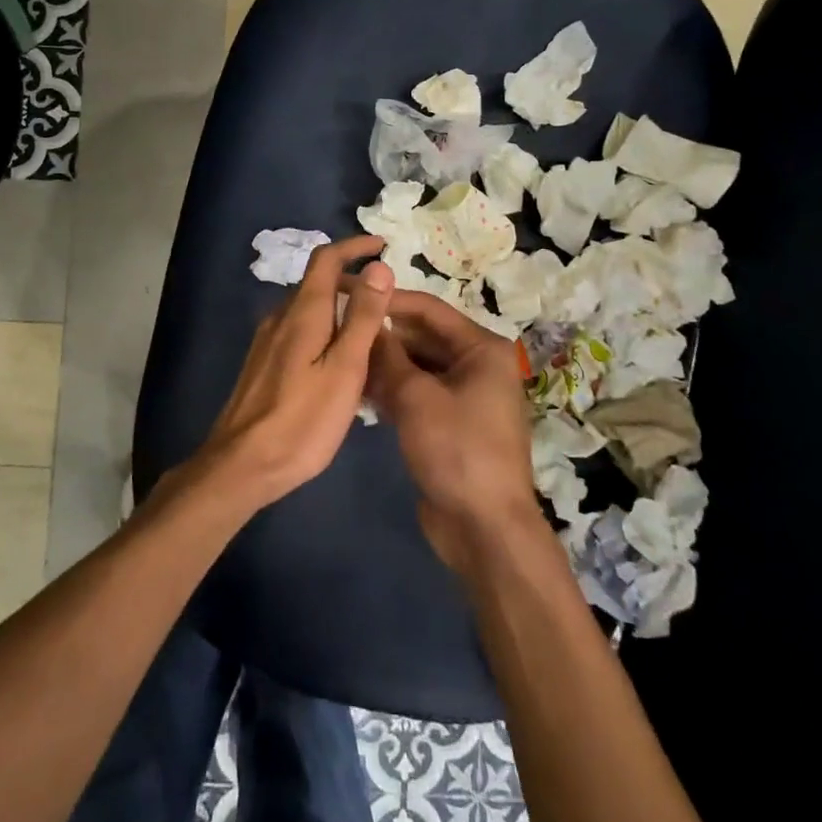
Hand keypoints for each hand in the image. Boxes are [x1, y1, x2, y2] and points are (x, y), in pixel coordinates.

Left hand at [198, 235, 394, 508]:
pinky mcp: (263, 364)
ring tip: (372, 331)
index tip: (383, 246)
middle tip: (388, 300)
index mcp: (302, 312)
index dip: (354, 247)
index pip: (326, 259)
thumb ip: (362, 317)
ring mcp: (267, 341)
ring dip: (340, 309)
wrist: (242, 464)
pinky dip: (325, 331)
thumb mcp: (345, 368)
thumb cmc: (302, 419)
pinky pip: (299, 332)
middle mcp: (280, 317)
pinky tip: (340, 362)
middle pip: (317, 283)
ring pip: (309, 310)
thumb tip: (378, 267)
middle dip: (352, 281)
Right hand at [365, 291, 541, 570]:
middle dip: (383, 335)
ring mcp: (465, 395)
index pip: (428, 309)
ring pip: (417, 365)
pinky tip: (358, 390)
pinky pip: (418, 392)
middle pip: (422, 336)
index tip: (348, 293)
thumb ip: (388, 355)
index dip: (388, 299)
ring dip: (384, 364)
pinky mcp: (450, 422)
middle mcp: (477, 364)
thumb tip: (366, 322)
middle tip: (337, 328)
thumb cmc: (456, 450)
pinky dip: (393, 389)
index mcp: (481, 348)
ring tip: (340, 357)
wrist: (484, 528)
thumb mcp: (416, 397)